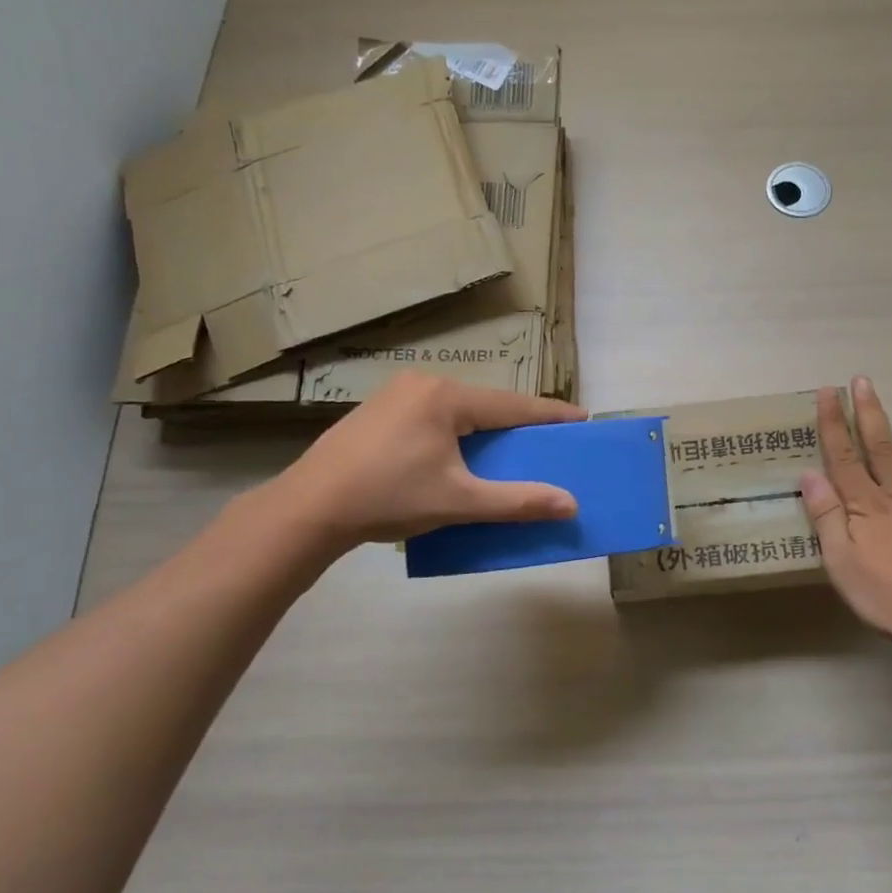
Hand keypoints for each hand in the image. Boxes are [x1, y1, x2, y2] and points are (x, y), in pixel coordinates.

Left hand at [263, 373, 585, 555]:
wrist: (309, 507)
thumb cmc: (389, 498)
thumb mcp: (459, 501)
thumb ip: (517, 501)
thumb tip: (570, 503)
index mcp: (447, 397)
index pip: (514, 405)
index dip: (551, 415)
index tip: (582, 419)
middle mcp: (423, 384)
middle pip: (486, 404)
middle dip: (517, 424)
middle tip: (545, 442)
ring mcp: (396, 395)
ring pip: (458, 410)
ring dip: (484, 430)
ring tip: (505, 451)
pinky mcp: (377, 413)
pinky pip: (432, 417)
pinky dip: (455, 433)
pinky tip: (455, 455)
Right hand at [800, 377, 891, 650]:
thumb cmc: (886, 594)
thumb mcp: (841, 562)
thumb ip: (826, 516)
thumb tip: (809, 474)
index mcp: (865, 504)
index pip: (844, 455)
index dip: (833, 423)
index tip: (828, 393)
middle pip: (880, 446)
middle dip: (868, 412)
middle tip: (863, 382)